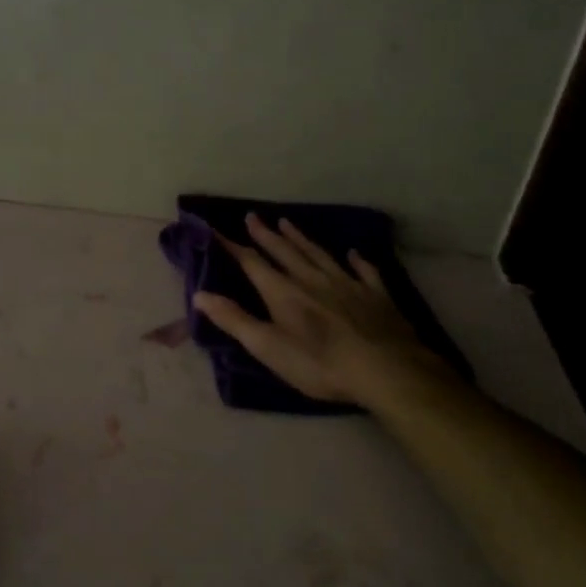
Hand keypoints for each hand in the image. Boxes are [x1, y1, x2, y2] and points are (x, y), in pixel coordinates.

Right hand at [192, 213, 454, 406]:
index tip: (216, 229)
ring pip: (319, 254)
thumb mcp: (268, 347)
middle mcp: (312, 279)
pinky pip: (364, 271)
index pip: (252, 263)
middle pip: (285, 252)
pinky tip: (353, 253)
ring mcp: (347, 284)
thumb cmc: (319, 363)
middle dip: (266, 235)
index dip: (232, 246)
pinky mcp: (376, 296)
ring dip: (301, 238)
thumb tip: (199, 295)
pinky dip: (357, 260)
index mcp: (283, 292)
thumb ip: (234, 320)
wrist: (386, 369)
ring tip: (288, 222)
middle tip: (253, 216)